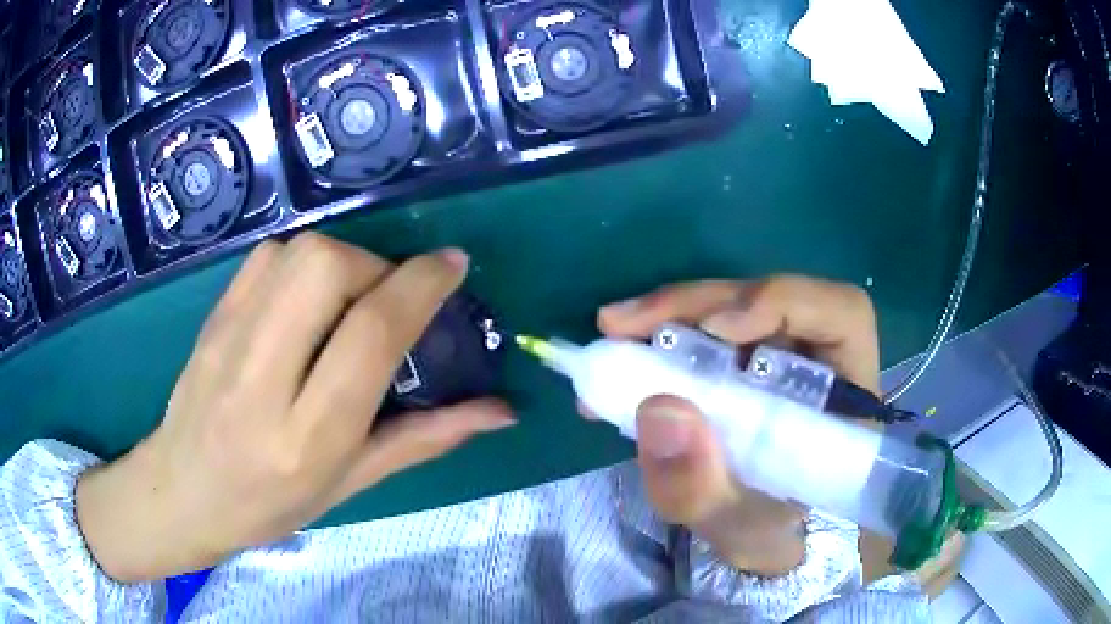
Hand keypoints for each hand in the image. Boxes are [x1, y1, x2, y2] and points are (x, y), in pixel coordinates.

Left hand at [76, 233, 514, 582]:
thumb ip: (426, 437)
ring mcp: (228, 339)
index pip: (369, 334)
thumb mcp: (352, 483)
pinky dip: (301, 261)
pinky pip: (266, 257)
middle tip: (388, 297)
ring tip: (347, 300)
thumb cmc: (271, 504)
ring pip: (296, 252)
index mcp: (306, 436)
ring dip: (340, 261)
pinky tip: (305, 298)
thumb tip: (501, 409)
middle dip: (375, 266)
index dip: (420, 286)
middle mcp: (262, 378)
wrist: (182, 490)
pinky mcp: (212, 315)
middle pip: (325, 269)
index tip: (452, 266)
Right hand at [598, 275, 877, 574]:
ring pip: (733, 306)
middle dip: (696, 304)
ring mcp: (781, 351)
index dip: (783, 303)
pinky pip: (709, 329)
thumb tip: (658, 407)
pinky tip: (625, 352)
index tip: (716, 328)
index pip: (841, 315)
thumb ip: (700, 486)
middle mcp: (820, 358)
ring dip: (671, 315)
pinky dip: (663, 335)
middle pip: (770, 299)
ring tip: (614, 334)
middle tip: (622, 324)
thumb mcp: (731, 526)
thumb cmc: (765, 530)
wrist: (760, 534)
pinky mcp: (747, 357)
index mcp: (846, 395)